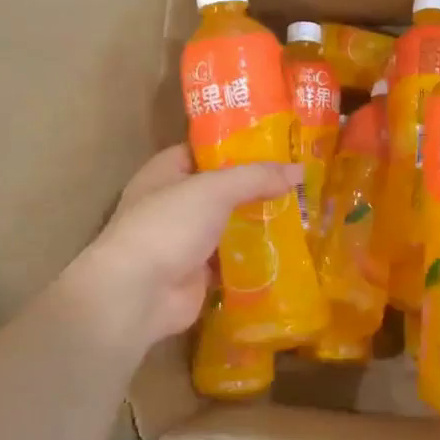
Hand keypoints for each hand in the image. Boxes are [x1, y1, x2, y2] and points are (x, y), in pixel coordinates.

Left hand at [71, 146, 301, 350]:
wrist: (138, 293)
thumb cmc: (168, 226)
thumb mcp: (214, 189)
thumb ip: (256, 177)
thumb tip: (299, 170)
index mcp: (165, 173)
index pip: (203, 151)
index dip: (236, 146)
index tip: (275, 145)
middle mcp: (172, 204)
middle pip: (220, 190)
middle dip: (254, 187)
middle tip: (297, 182)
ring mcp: (183, 241)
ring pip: (228, 226)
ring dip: (257, 223)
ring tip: (301, 214)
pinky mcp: (196, 274)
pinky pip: (231, 261)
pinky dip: (253, 259)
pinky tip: (286, 251)